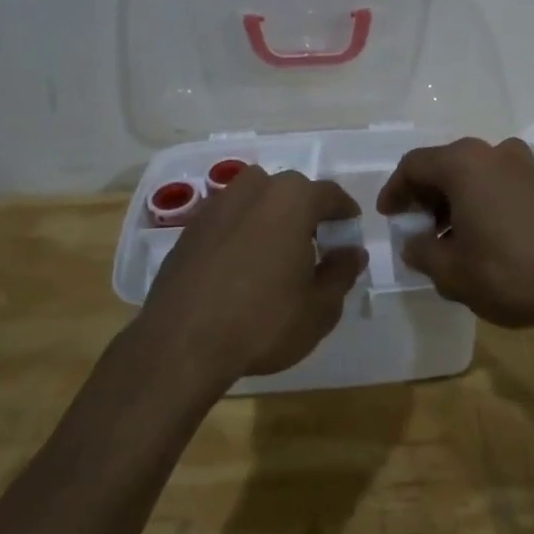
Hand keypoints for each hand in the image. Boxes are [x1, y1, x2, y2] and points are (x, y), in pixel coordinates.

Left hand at [138, 168, 367, 385]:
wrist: (181, 344)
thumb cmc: (263, 321)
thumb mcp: (320, 307)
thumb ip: (342, 272)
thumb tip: (352, 252)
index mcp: (292, 199)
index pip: (330, 194)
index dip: (345, 215)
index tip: (349, 237)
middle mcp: (254, 189)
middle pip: (291, 192)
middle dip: (307, 214)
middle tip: (315, 249)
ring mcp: (216, 206)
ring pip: (256, 202)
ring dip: (271, 219)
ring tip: (276, 256)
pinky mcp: (189, 229)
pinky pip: (228, 221)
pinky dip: (241, 234)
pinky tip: (242, 269)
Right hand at [377, 137, 533, 329]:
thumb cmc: (509, 273)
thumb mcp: (451, 271)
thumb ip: (421, 251)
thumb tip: (415, 242)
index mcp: (463, 164)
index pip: (414, 165)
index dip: (395, 190)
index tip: (389, 215)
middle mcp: (494, 152)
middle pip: (446, 165)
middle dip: (426, 195)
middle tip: (417, 227)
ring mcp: (525, 165)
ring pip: (475, 174)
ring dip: (455, 200)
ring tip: (449, 238)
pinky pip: (500, 183)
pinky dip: (482, 201)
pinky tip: (484, 236)